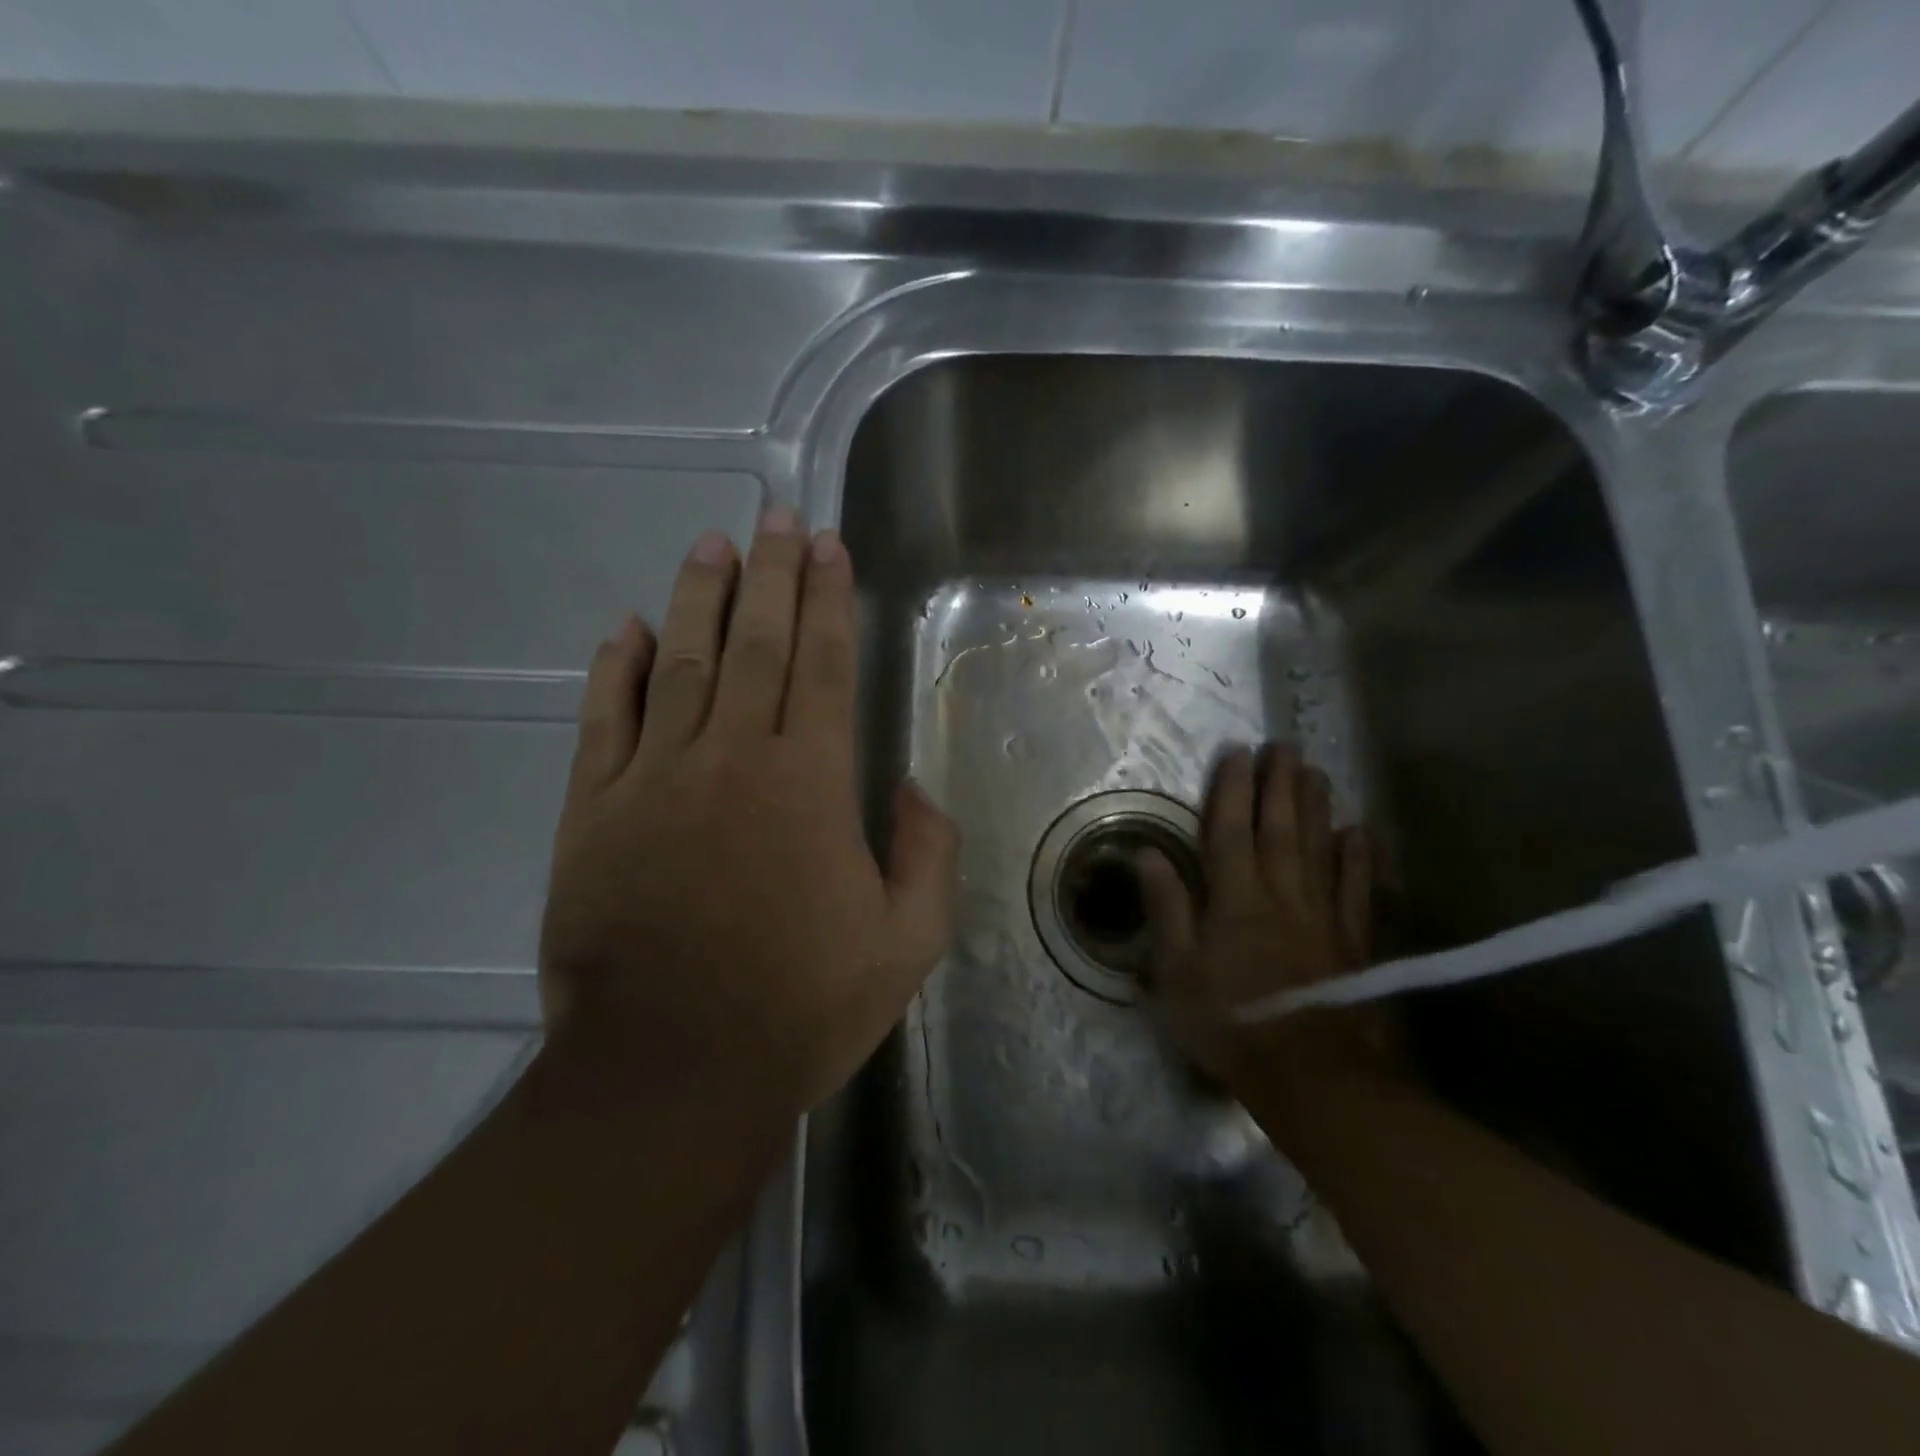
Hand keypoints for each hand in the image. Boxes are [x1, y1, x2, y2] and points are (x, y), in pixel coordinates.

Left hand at [538, 508, 958, 1122]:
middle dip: (772, 574)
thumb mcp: (907, 943)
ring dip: (699, 597)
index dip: (828, 599)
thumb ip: (928, 855)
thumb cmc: (801, 1007)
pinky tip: (625, 627)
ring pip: (679, 662)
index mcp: (811, 784)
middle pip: (756, 643)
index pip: (824, 665)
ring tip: (712, 544)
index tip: (828, 546)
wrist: (672, 1070)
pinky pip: (604, 720)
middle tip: (777, 517)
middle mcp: (735, 759)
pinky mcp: (594, 811)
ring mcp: (656, 779)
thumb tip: (913, 788)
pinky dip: (614, 668)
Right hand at [1137, 743, 1404, 1119]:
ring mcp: (1322, 916)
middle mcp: (1281, 895)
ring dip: (1316, 806)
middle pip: (1280, 828)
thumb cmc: (1232, 1025)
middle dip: (1279, 783)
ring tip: (1316, 770)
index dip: (1232, 789)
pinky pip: (1356, 888)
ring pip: (1318, 848)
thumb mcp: (1178, 973)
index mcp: (1235, 900)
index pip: (1230, 831)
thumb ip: (1168, 909)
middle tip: (1283, 745)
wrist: (1314, 1078)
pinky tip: (1360, 832)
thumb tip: (1148, 855)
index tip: (1236, 752)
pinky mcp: (1353, 941)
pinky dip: (1359, 857)